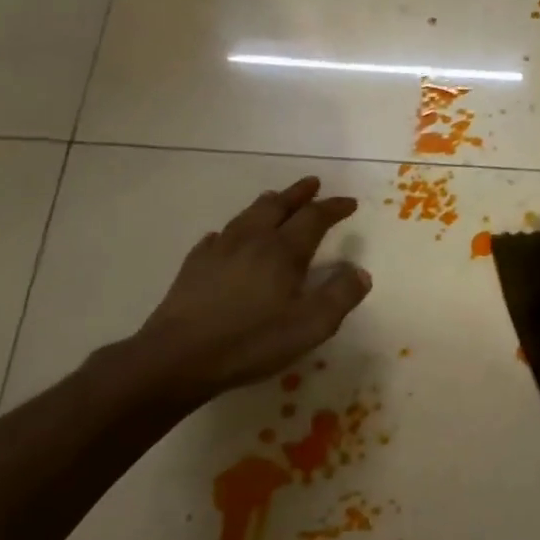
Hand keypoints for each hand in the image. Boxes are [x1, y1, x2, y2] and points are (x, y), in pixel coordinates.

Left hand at [133, 176, 370, 405]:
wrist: (180, 356)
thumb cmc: (252, 341)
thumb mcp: (311, 326)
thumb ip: (340, 296)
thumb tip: (360, 272)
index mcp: (283, 251)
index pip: (314, 218)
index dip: (333, 208)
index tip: (349, 203)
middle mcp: (251, 240)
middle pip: (278, 206)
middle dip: (298, 194)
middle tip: (312, 184)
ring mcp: (219, 250)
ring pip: (247, 215)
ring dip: (267, 204)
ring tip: (275, 199)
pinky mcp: (195, 265)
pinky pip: (219, 236)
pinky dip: (234, 230)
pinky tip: (229, 238)